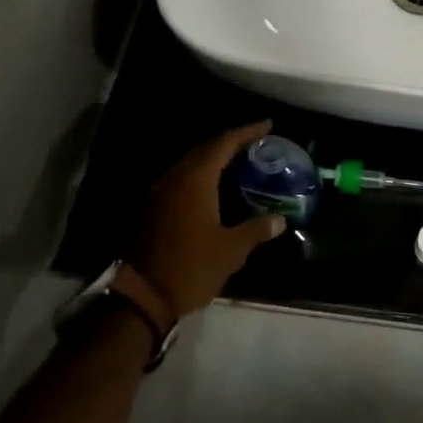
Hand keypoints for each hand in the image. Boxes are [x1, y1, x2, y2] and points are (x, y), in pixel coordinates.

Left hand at [128, 121, 284, 318]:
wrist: (142, 297)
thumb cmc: (191, 267)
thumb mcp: (231, 250)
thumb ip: (256, 229)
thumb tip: (279, 219)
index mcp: (195, 180)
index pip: (224, 144)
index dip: (246, 132)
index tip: (267, 125)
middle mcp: (175, 178)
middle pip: (205, 149)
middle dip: (231, 142)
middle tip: (256, 142)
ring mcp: (161, 193)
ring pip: (191, 163)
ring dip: (215, 158)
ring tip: (240, 160)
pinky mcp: (154, 209)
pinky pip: (183, 179)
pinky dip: (202, 174)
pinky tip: (216, 186)